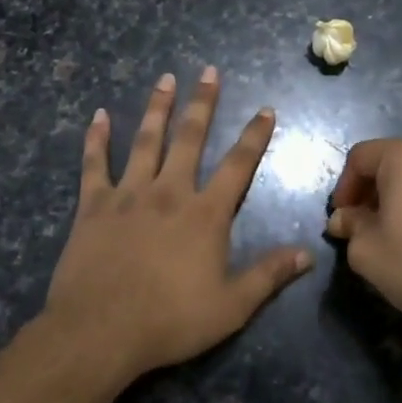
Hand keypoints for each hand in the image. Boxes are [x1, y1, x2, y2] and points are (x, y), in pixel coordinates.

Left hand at [43, 67, 312, 384]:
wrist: (100, 331)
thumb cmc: (170, 321)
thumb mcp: (231, 307)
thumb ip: (269, 275)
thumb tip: (308, 253)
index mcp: (205, 214)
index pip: (238, 165)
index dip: (254, 136)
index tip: (265, 109)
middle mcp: (169, 192)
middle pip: (189, 138)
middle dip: (202, 103)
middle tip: (208, 71)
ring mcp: (129, 194)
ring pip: (146, 140)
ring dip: (157, 108)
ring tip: (165, 79)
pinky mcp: (93, 205)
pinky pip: (95, 164)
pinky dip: (97, 138)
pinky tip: (99, 115)